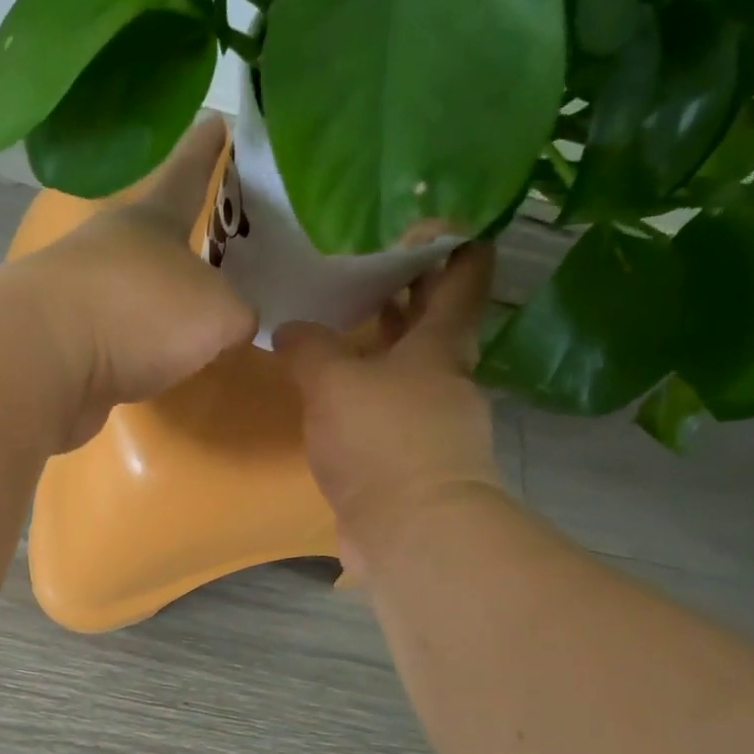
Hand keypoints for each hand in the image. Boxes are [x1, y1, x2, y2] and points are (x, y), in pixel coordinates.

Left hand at [15, 117, 256, 449]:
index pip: (186, 173)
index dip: (204, 150)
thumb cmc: (140, 313)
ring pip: (132, 291)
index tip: (216, 119)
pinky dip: (136, 350)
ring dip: (158, 304)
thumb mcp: (217, 312)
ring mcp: (80, 294)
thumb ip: (238, 315)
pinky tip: (156, 366)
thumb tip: (235, 325)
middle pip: (154, 237)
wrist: (44, 360)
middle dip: (183, 244)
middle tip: (217, 253)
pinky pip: (114, 339)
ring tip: (192, 325)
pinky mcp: (63, 342)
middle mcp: (111, 247)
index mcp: (151, 219)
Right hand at [275, 241, 503, 580]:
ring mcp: (433, 422)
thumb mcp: (333, 383)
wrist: (411, 532)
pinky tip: (332, 393)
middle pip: (433, 322)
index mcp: (440, 345)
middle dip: (404, 292)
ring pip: (408, 368)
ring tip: (337, 323)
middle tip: (361, 264)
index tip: (428, 221)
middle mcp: (445, 378)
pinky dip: (366, 392)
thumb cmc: (383, 442)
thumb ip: (309, 348)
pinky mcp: (413, 459)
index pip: (464, 276)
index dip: (453, 243)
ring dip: (381, 345)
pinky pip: (389, 409)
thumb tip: (289, 329)